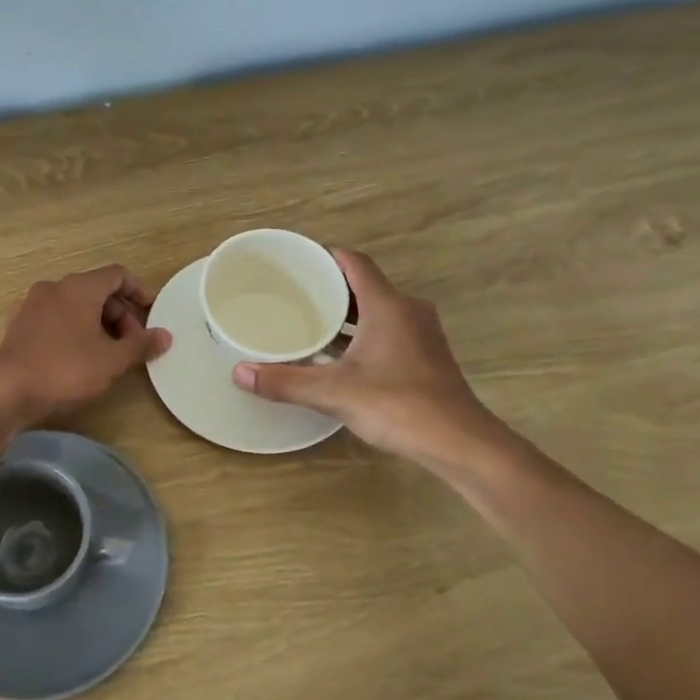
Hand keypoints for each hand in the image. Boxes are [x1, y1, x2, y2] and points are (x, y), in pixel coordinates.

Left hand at [0, 264, 170, 427]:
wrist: (7, 391)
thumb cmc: (66, 369)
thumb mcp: (112, 360)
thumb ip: (141, 345)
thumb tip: (165, 336)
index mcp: (79, 287)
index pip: (117, 274)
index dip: (139, 290)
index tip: (152, 312)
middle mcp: (55, 287)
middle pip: (97, 290)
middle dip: (120, 314)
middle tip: (132, 344)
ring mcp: (34, 305)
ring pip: (76, 305)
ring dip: (99, 324)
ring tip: (110, 354)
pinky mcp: (21, 325)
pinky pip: (58, 318)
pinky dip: (76, 329)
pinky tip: (82, 358)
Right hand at [231, 249, 507, 468]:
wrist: (459, 442)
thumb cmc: (398, 405)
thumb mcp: (334, 393)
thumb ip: (285, 381)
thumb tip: (239, 372)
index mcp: (388, 306)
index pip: (354, 263)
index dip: (325, 256)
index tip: (295, 262)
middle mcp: (408, 311)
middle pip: (364, 285)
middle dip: (329, 288)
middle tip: (292, 294)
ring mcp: (421, 334)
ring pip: (377, 310)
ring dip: (346, 314)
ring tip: (309, 322)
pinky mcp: (426, 357)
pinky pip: (387, 331)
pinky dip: (362, 334)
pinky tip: (338, 355)